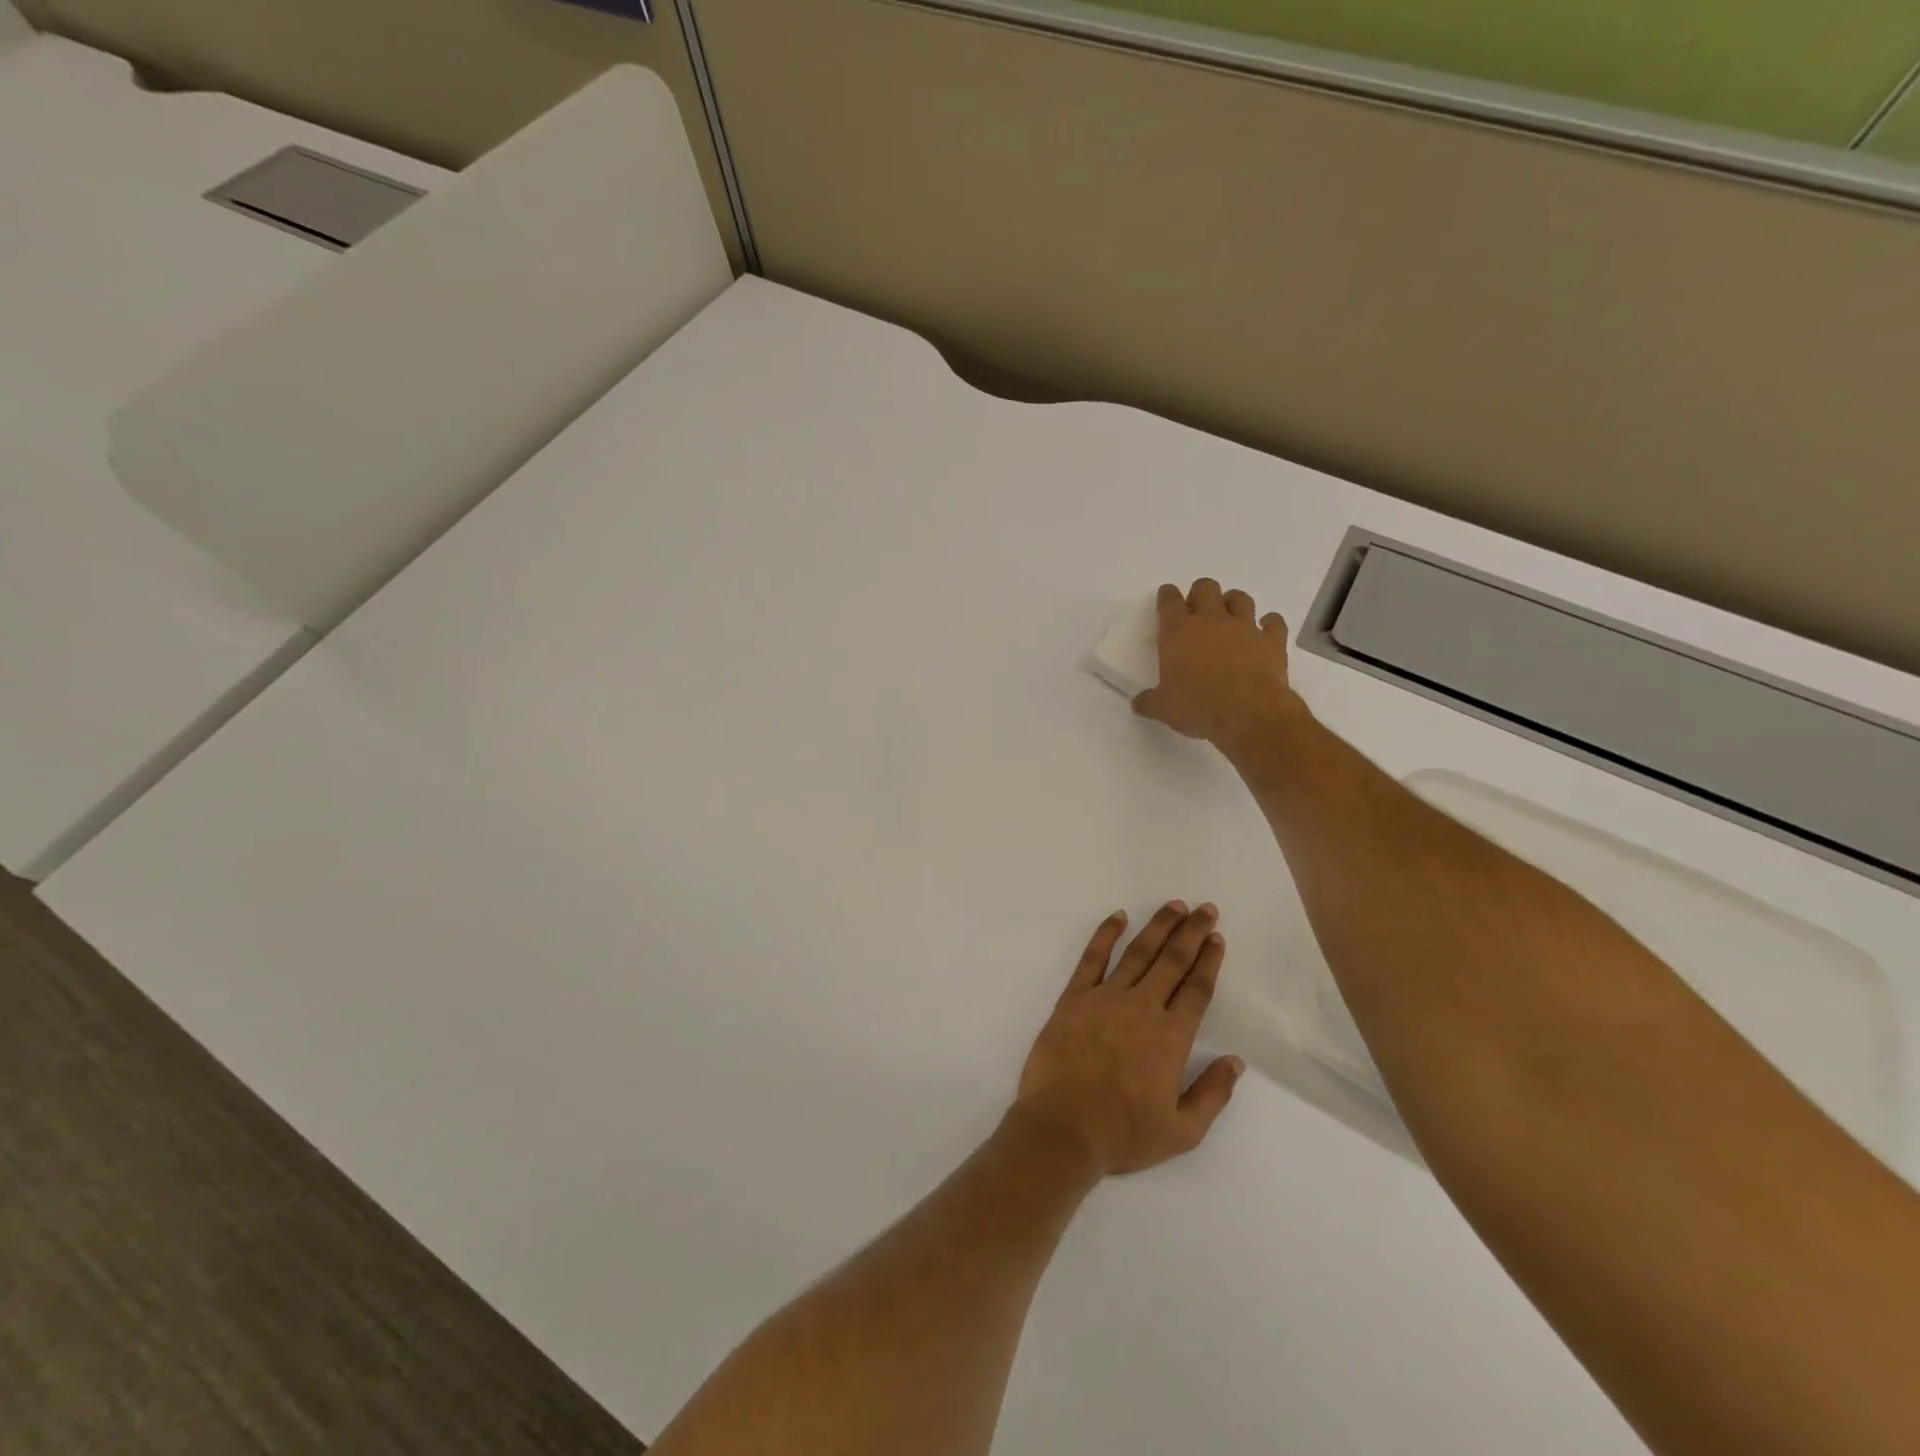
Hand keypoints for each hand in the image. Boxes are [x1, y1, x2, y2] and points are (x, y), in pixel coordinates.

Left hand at [1012, 902, 1243, 1177]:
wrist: (1062, 1128)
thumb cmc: (1122, 1134)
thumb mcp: (1181, 1131)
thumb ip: (1211, 1093)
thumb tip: (1236, 1062)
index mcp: (1171, 1037)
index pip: (1197, 989)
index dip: (1209, 961)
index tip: (1217, 938)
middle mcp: (1142, 1007)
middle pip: (1172, 961)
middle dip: (1191, 932)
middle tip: (1205, 909)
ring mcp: (1105, 998)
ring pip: (1137, 952)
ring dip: (1158, 927)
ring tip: (1174, 906)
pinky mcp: (1074, 998)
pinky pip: (1092, 958)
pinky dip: (1105, 934)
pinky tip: (1117, 917)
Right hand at [1132, 579, 1303, 756]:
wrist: (1248, 714)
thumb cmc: (1198, 707)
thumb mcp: (1163, 709)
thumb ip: (1149, 701)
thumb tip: (1138, 703)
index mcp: (1178, 633)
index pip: (1169, 602)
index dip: (1167, 596)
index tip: (1167, 597)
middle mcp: (1211, 622)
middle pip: (1205, 589)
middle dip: (1200, 594)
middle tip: (1197, 610)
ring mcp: (1244, 628)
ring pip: (1239, 598)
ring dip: (1233, 603)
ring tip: (1229, 616)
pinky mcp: (1271, 641)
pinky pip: (1273, 622)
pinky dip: (1269, 623)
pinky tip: (1265, 631)